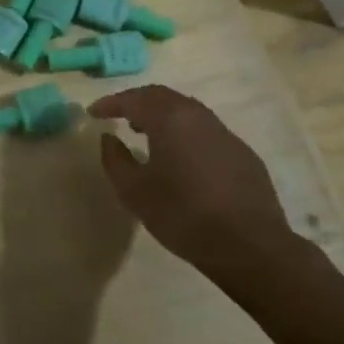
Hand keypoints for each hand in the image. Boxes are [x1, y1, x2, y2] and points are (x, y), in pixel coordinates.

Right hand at [89, 85, 300, 290]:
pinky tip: (181, 158)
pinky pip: (206, 131)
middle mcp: (199, 117)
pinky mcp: (243, 154)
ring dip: (163, 116)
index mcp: (170, 119)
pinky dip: (185, 133)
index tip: (93, 112)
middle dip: (138, 102)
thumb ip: (115, 159)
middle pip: (163, 97)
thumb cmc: (183, 215)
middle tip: (120, 116)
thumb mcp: (134, 191)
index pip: (134, 99)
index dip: (110, 103)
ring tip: (147, 134)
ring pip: (187, 111)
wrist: (250, 247)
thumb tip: (109, 138)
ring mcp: (225, 134)